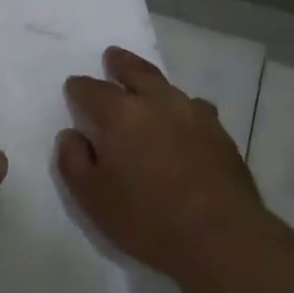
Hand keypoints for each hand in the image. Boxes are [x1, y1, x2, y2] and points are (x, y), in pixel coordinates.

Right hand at [59, 46, 263, 279]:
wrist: (221, 235)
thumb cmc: (148, 218)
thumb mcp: (92, 198)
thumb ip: (73, 162)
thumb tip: (72, 135)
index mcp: (120, 114)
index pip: (91, 90)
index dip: (79, 89)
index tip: (74, 89)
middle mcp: (157, 102)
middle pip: (136, 71)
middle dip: (120, 63)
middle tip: (113, 57)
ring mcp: (193, 113)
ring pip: (168, 87)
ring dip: (153, 84)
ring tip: (148, 88)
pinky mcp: (219, 132)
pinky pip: (195, 108)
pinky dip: (182, 108)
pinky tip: (184, 121)